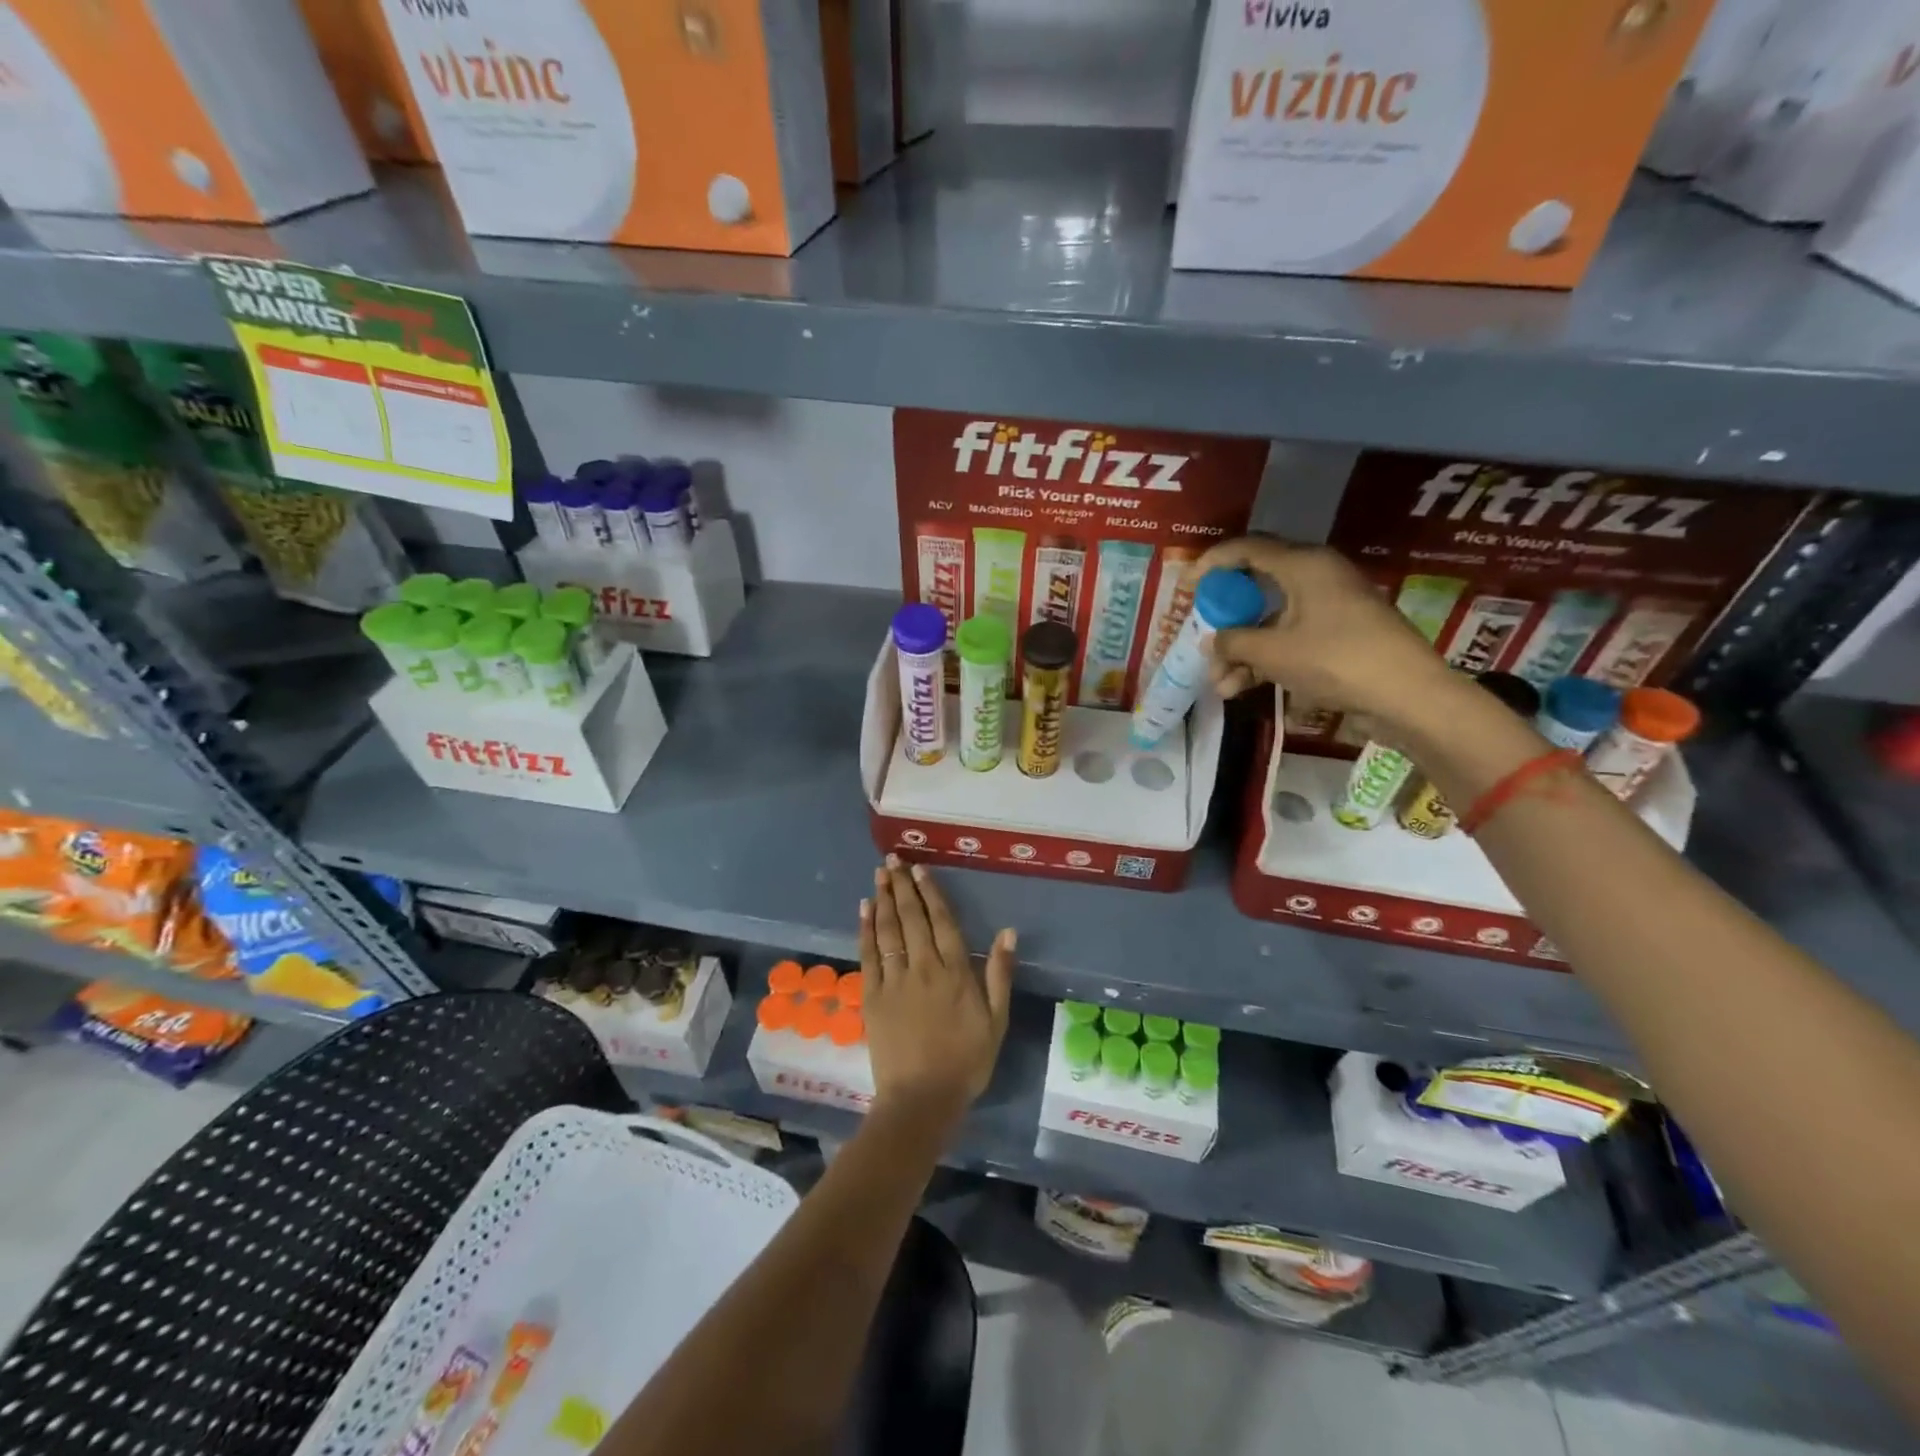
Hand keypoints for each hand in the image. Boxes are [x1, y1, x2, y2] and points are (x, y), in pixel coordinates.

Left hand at [859, 856, 1015, 1134]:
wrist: (921, 1099)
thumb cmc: (965, 1061)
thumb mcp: (996, 1020)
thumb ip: (999, 974)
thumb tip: (1007, 932)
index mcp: (954, 971)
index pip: (941, 921)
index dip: (931, 892)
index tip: (920, 869)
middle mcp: (923, 967)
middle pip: (911, 918)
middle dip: (902, 886)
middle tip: (893, 860)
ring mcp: (894, 980)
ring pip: (888, 930)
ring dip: (883, 899)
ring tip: (879, 875)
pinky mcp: (872, 996)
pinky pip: (869, 954)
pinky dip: (866, 929)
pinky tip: (864, 910)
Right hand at [1187, 536, 1456, 736]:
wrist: (1407, 696)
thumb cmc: (1336, 660)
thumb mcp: (1273, 653)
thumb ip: (1233, 642)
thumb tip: (1211, 641)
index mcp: (1304, 565)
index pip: (1248, 549)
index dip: (1213, 563)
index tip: (1188, 586)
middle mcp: (1318, 577)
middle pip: (1258, 586)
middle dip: (1226, 618)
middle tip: (1203, 635)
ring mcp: (1331, 606)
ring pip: (1272, 619)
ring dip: (1242, 649)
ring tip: (1219, 684)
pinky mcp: (1340, 634)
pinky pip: (1291, 637)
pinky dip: (1266, 658)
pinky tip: (1242, 688)